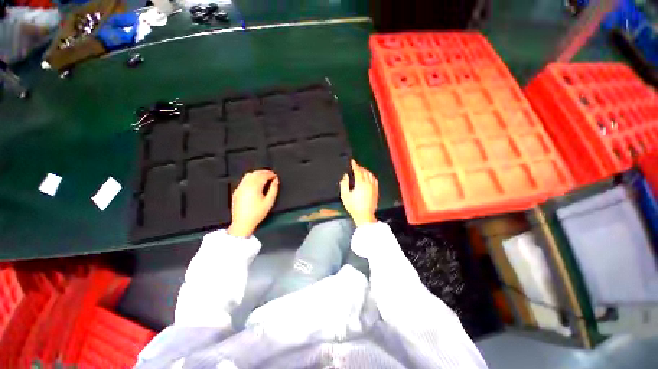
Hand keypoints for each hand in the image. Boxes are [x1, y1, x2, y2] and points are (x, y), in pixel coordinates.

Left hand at [228, 170, 278, 237]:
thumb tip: (276, 180)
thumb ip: (273, 189)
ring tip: (264, 177)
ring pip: (249, 175)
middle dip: (264, 172)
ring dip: (257, 174)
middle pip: (255, 173)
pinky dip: (251, 178)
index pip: (263, 176)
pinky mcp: (237, 191)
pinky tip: (255, 182)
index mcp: (254, 187)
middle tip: (271, 174)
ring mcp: (240, 187)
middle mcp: (246, 185)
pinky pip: (244, 180)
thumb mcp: (269, 202)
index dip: (270, 174)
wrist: (242, 223)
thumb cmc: (257, 213)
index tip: (275, 176)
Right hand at [340, 160, 377, 226]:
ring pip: (370, 175)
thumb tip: (345, 176)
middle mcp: (368, 183)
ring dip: (365, 170)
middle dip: (359, 167)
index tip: (351, 161)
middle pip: (364, 171)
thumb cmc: (353, 206)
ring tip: (360, 170)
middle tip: (354, 166)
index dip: (354, 165)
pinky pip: (374, 179)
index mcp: (360, 184)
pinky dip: (370, 175)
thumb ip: (344, 184)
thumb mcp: (345, 196)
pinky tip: (368, 176)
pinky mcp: (376, 190)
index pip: (358, 171)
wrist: (364, 216)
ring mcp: (373, 187)